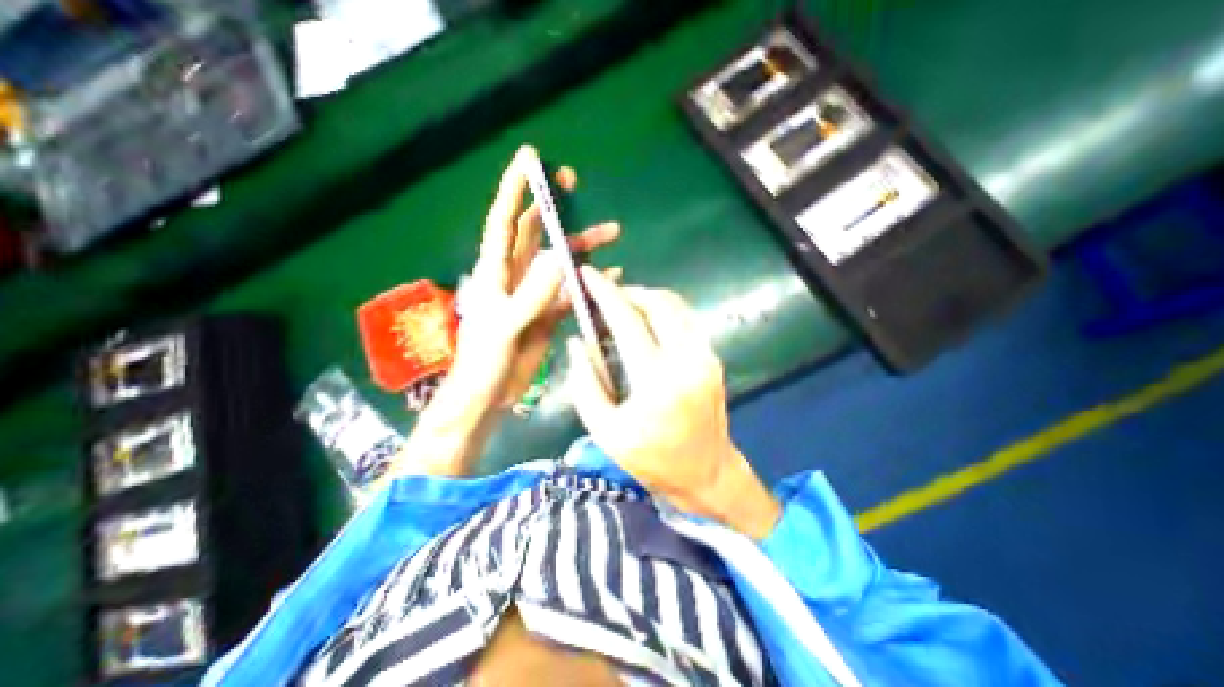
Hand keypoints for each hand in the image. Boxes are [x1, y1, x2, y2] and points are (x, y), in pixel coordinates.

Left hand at [392, 142, 616, 476]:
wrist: (490, 394)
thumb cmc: (486, 361)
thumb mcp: (507, 326)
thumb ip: (533, 293)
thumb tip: (561, 256)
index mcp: (496, 272)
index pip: (505, 221)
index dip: (515, 189)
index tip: (530, 159)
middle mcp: (515, 276)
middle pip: (535, 232)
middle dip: (552, 206)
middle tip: (573, 184)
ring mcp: (534, 294)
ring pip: (560, 260)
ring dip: (583, 245)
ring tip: (612, 233)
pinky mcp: (547, 313)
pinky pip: (570, 290)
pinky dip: (588, 281)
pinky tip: (610, 276)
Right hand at [567, 267, 777, 542]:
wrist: (707, 472)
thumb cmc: (652, 459)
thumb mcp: (605, 432)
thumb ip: (585, 384)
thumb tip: (577, 342)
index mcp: (657, 382)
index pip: (628, 322)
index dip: (605, 294)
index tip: (588, 275)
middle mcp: (687, 361)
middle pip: (658, 303)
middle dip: (628, 292)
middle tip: (606, 298)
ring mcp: (705, 357)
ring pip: (675, 306)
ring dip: (647, 299)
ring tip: (623, 309)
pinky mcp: (712, 358)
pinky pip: (685, 320)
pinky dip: (663, 312)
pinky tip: (646, 324)